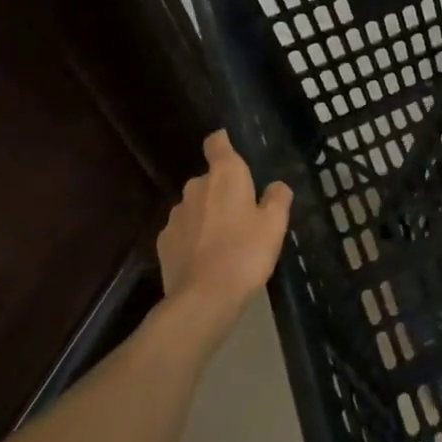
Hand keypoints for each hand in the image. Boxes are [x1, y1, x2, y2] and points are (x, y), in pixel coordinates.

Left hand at [156, 131, 291, 333]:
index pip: (217, 143)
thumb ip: (278, 198)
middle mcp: (196, 188)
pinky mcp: (163, 242)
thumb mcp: (275, 225)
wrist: (203, 299)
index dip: (223, 142)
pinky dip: (194, 238)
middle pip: (209, 180)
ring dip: (208, 215)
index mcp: (225, 176)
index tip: (230, 147)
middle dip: (222, 191)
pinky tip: (206, 258)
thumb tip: (275, 186)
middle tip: (242, 214)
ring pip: (195, 207)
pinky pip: (183, 231)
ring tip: (224, 241)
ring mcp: (175, 215)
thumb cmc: (245, 253)